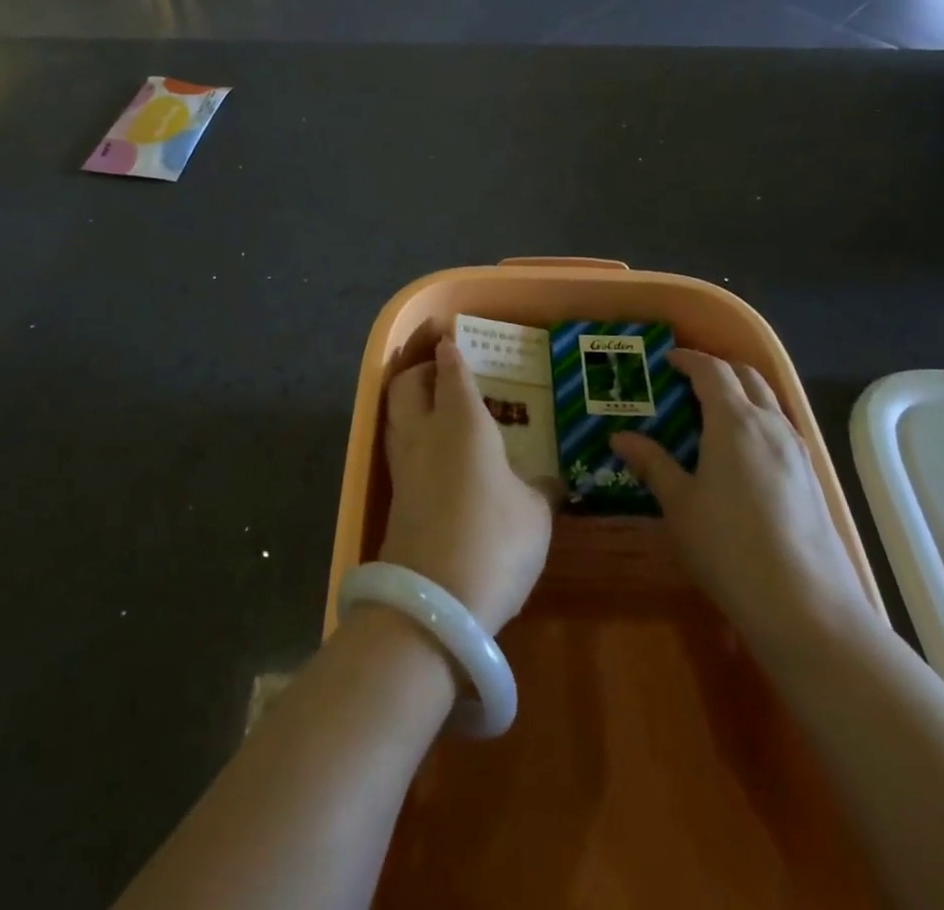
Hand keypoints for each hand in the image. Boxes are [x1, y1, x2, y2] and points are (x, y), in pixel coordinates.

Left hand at [379, 340, 551, 633]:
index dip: (451, 353)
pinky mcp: (394, 500)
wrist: (433, 604)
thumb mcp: (535, 514)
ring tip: (436, 410)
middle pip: (407, 385)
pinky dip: (413, 440)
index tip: (450, 340)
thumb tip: (549, 483)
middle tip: (440, 372)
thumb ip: (539, 490)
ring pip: (396, 416)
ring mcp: (403, 467)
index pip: (452, 373)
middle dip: (420, 371)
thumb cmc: (495, 540)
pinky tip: (436, 458)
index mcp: (462, 422)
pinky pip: (400, 451)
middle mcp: (424, 434)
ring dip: (411, 404)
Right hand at [611, 350, 875, 664]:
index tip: (667, 361)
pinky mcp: (812, 478)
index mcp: (735, 421)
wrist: (806, 608)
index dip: (689, 360)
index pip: (712, 371)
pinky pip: (781, 429)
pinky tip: (742, 454)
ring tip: (712, 414)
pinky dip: (758, 421)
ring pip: (769, 402)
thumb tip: (620, 437)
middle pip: (747, 377)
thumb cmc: (729, 548)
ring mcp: (797, 451)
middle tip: (688, 382)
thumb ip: (652, 464)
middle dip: (718, 370)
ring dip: (742, 394)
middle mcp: (771, 425)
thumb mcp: (679, 505)